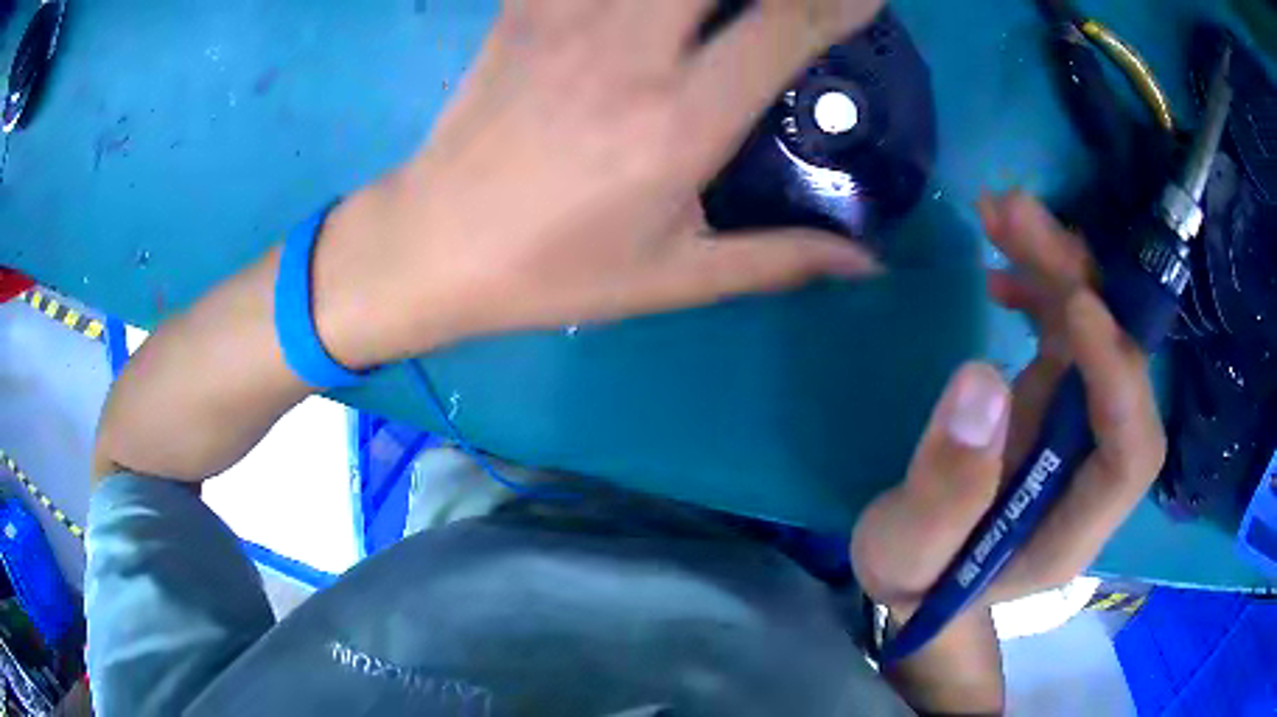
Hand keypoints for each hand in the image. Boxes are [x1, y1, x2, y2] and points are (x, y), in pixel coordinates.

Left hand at [323, 0, 882, 365]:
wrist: (433, 246)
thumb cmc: (553, 272)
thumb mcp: (674, 278)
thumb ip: (782, 260)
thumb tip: (868, 263)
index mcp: (681, 119)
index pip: (786, 25)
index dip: (840, 0)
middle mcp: (632, 50)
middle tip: (796, 2)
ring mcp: (569, 18)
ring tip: (718, 9)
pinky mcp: (524, 9)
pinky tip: (641, 9)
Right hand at [850, 193, 1166, 615]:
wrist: (922, 570)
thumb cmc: (917, 576)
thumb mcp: (906, 552)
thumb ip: (944, 491)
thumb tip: (982, 381)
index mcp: (1074, 525)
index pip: (1133, 451)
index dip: (1121, 378)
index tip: (1076, 307)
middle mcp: (1093, 466)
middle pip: (1121, 371)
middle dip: (1082, 287)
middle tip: (1020, 219)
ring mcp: (1078, 426)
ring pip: (1094, 334)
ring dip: (1058, 266)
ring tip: (1000, 212)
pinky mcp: (1056, 399)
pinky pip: (1066, 330)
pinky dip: (1040, 285)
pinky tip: (1001, 263)